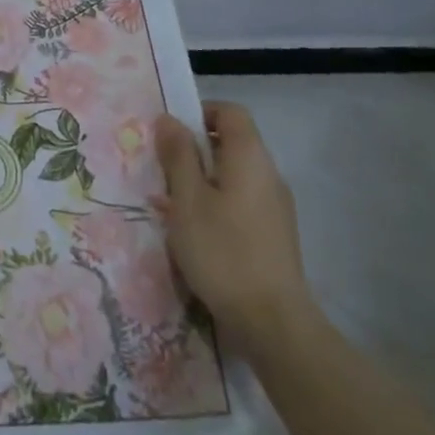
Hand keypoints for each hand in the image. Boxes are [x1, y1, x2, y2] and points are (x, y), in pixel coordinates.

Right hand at [156, 100, 315, 359]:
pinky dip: (213, 204)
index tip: (169, 133)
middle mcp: (268, 175)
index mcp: (250, 158)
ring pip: (232, 176)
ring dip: (199, 180)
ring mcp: (274, 206)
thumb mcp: (187, 200)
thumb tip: (169, 119)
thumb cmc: (222, 251)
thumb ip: (178, 156)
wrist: (272, 321)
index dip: (199, 112)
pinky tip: (190, 232)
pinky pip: (238, 202)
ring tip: (168, 204)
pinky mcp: (272, 234)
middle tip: (160, 170)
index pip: (230, 112)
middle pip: (230, 143)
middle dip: (192, 150)